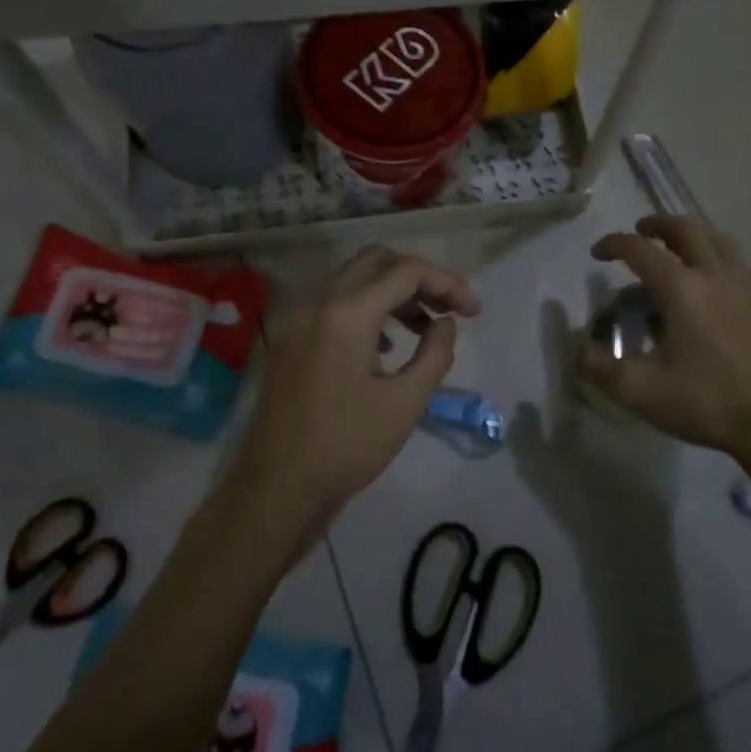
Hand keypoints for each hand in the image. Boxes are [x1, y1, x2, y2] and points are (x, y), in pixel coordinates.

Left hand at [227, 246, 480, 526]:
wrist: (275, 490)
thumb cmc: (345, 447)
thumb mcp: (405, 403)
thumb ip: (435, 354)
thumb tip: (445, 323)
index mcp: (346, 313)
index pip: (407, 271)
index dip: (448, 283)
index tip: (474, 312)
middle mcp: (318, 302)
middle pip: (377, 262)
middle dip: (419, 279)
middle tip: (448, 310)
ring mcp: (298, 319)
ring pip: (354, 280)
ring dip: (393, 292)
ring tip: (424, 328)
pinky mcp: (290, 339)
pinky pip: (334, 303)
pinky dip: (367, 309)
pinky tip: (384, 346)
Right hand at [579, 215, 750, 462]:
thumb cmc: (707, 402)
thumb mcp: (640, 392)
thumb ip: (600, 369)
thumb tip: (579, 351)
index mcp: (682, 288)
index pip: (640, 250)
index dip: (614, 244)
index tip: (598, 253)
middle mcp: (716, 274)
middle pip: (686, 229)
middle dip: (657, 225)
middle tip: (640, 233)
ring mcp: (748, 286)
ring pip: (718, 240)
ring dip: (692, 236)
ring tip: (677, 250)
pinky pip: (738, 263)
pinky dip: (717, 257)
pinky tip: (712, 285)